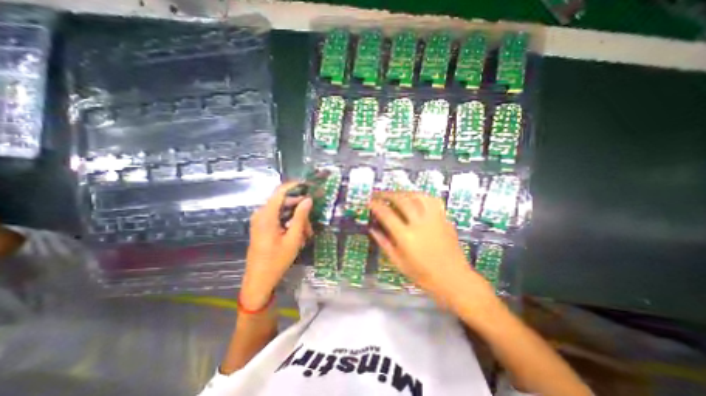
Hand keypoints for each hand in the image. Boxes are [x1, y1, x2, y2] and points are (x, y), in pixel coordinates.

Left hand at [240, 182, 310, 309]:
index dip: (296, 185)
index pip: (281, 191)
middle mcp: (261, 214)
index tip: (310, 185)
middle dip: (300, 208)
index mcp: (266, 215)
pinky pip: (278, 217)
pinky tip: (298, 234)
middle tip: (312, 220)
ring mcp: (260, 220)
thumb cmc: (277, 260)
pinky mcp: (262, 226)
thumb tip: (308, 199)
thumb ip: (300, 217)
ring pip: (283, 210)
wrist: (259, 280)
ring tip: (307, 232)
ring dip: (296, 218)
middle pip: (284, 201)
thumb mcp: (293, 238)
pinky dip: (290, 222)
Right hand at [369, 192, 495, 308]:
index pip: (387, 214)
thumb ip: (384, 243)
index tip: (369, 202)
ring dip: (403, 192)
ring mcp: (434, 219)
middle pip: (401, 200)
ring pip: (417, 196)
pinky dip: (421, 195)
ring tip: (395, 194)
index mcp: (406, 237)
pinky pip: (432, 200)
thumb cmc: (423, 275)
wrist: (454, 279)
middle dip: (387, 194)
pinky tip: (415, 197)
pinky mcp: (444, 218)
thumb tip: (372, 229)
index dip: (376, 205)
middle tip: (378, 194)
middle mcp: (420, 224)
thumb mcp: (399, 263)